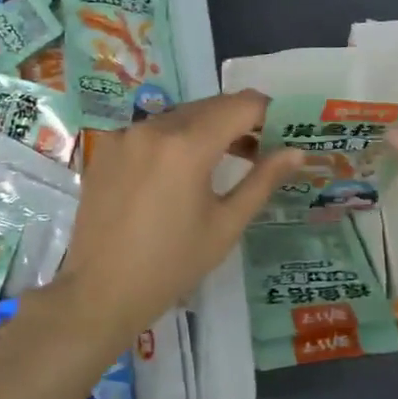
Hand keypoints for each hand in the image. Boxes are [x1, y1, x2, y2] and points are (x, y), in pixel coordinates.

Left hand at [40, 91, 303, 359]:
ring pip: (179, 116)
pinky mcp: (106, 148)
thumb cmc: (172, 265)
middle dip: (239, 120)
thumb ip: (262, 181)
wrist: (100, 292)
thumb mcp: (225, 225)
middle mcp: (154, 128)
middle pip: (210, 106)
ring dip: (206, 128)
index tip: (282, 129)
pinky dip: (173, 140)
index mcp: (187, 145)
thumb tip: (296, 152)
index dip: (268, 112)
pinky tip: (178, 172)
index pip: (241, 105)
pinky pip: (150, 131)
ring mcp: (125, 135)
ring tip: (223, 160)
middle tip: (260, 148)